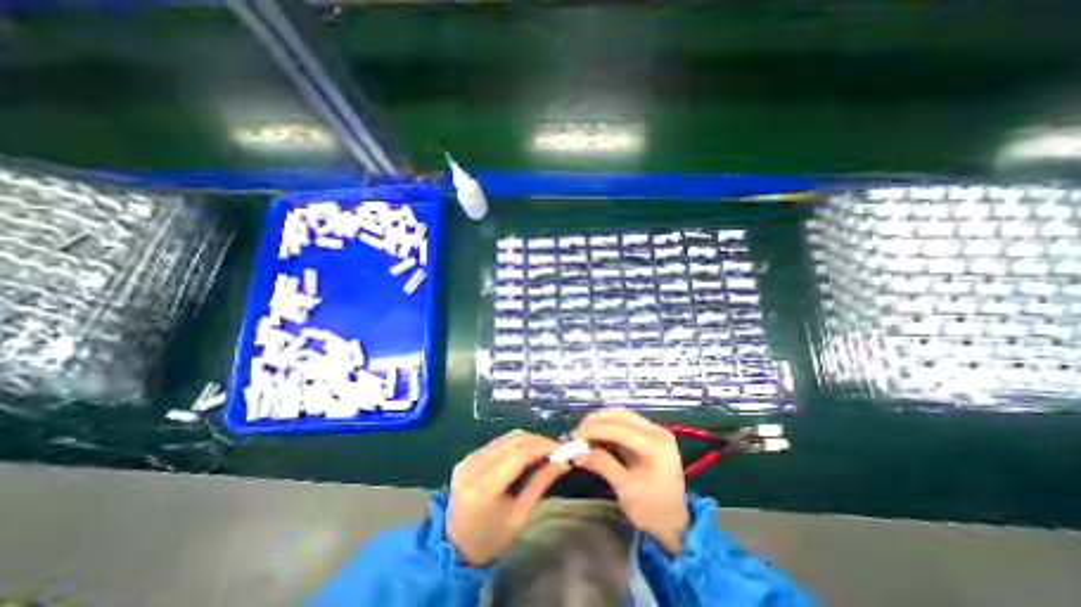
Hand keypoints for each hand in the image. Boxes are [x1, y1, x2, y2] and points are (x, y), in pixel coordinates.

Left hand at [445, 430, 569, 566]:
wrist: (453, 547)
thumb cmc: (490, 539)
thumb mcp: (519, 516)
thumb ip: (540, 484)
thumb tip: (562, 463)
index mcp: (484, 487)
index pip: (518, 453)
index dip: (542, 446)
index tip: (562, 449)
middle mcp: (473, 466)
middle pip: (513, 440)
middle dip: (538, 441)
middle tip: (556, 450)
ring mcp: (468, 459)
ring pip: (506, 437)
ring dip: (529, 440)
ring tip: (544, 452)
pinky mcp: (468, 457)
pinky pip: (498, 443)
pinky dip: (516, 444)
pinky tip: (527, 454)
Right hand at [570, 408, 687, 553]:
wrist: (675, 524)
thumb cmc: (653, 511)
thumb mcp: (626, 490)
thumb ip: (602, 465)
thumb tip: (577, 454)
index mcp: (655, 445)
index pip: (618, 427)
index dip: (593, 429)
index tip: (573, 437)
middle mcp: (656, 431)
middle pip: (619, 415)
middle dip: (595, 422)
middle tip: (577, 436)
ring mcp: (653, 431)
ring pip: (620, 415)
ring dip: (600, 423)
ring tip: (584, 436)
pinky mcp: (648, 435)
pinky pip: (623, 423)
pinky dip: (607, 428)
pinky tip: (596, 438)